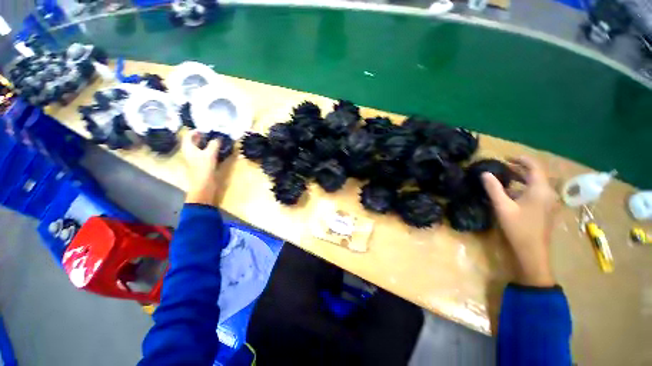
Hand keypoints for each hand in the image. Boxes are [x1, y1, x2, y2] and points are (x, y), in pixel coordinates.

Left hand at [181, 131, 220, 204]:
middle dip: (200, 136)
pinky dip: (207, 149)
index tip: (205, 129)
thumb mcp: (210, 154)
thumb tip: (218, 138)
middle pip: (192, 141)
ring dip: (204, 143)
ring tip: (214, 141)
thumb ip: (214, 144)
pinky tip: (215, 150)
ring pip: (197, 147)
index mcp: (188, 148)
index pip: (188, 135)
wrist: (203, 184)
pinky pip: (202, 153)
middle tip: (210, 134)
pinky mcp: (199, 164)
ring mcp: (193, 158)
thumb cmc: (204, 167)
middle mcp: (189, 152)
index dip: (196, 131)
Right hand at [482, 156, 558, 286]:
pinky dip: (525, 187)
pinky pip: (537, 191)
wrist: (533, 252)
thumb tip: (485, 173)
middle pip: (537, 174)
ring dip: (523, 177)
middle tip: (503, 165)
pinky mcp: (546, 209)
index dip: (521, 159)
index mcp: (540, 189)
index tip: (506, 157)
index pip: (534, 166)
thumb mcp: (503, 207)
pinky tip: (513, 192)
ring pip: (537, 183)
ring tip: (506, 176)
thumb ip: (494, 188)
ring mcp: (549, 201)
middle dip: (520, 167)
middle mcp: (548, 193)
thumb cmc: (518, 228)